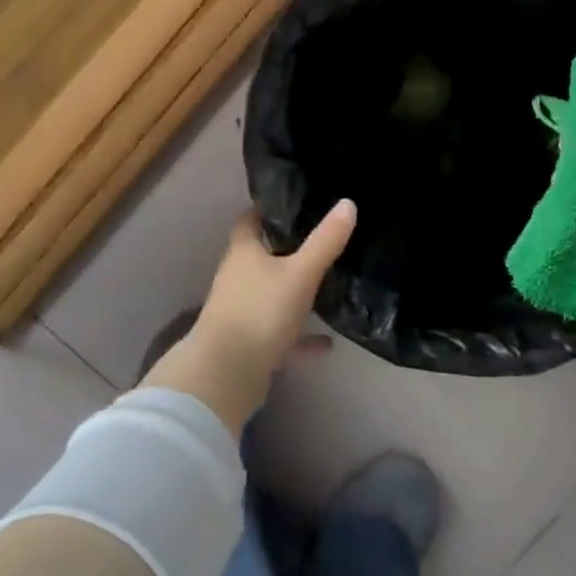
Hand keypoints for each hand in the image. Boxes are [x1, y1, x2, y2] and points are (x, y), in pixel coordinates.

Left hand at [143, 201, 356, 432]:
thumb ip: (325, 241)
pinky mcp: (248, 343)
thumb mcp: (301, 273)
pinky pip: (278, 333)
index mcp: (243, 253)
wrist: (227, 373)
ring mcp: (240, 312)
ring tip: (325, 287)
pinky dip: (299, 336)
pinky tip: (326, 344)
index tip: (292, 204)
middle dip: (285, 250)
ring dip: (292, 293)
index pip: (249, 221)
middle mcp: (237, 278)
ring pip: (269, 295)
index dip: (267, 210)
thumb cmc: (261, 311)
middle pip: (259, 257)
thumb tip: (348, 203)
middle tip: (318, 241)